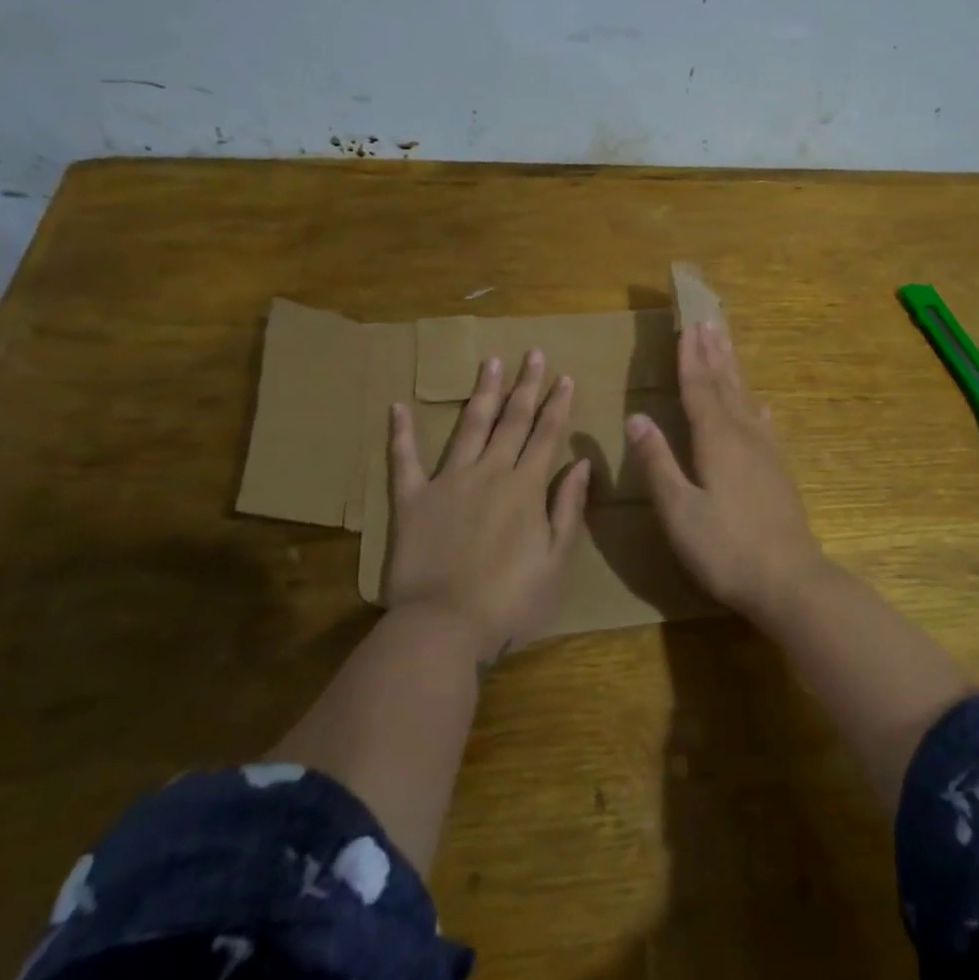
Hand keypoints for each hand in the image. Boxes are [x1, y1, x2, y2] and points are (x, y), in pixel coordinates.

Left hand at [386, 350, 590, 661]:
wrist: (444, 627)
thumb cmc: (510, 601)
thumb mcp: (556, 560)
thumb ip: (568, 508)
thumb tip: (581, 463)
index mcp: (526, 487)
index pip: (546, 434)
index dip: (557, 404)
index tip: (565, 376)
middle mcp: (490, 472)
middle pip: (512, 420)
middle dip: (526, 385)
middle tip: (532, 352)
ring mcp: (448, 481)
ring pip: (469, 426)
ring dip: (482, 392)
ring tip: (490, 362)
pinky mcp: (412, 499)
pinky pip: (405, 460)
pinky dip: (401, 433)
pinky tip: (397, 406)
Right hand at [627, 321, 826, 619]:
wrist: (790, 582)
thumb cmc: (726, 548)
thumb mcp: (679, 510)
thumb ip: (658, 462)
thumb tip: (637, 417)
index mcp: (716, 440)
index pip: (699, 388)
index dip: (690, 357)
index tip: (688, 325)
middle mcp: (743, 435)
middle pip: (726, 384)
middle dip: (714, 352)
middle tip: (710, 319)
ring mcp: (766, 452)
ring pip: (746, 398)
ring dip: (734, 369)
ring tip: (728, 344)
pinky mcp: (778, 471)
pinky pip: (765, 425)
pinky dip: (758, 407)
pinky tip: (762, 405)